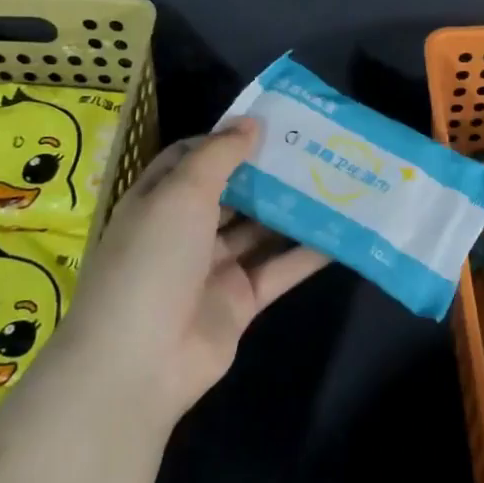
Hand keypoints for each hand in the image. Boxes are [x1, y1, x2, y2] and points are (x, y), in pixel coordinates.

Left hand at [62, 118, 327, 432]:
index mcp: (159, 200)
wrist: (140, 361)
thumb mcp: (181, 193)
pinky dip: (308, 252)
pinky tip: (343, 230)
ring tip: (336, 178)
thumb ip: (220, 155)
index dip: (227, 139)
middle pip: (233, 192)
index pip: (193, 158)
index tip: (271, 122)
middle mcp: (186, 231)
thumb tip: (251, 121)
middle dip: (267, 171)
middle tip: (315, 146)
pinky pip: (279, 269)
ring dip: (292, 207)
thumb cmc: (153, 260)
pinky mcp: (242, 300)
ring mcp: (214, 268)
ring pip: (260, 230)